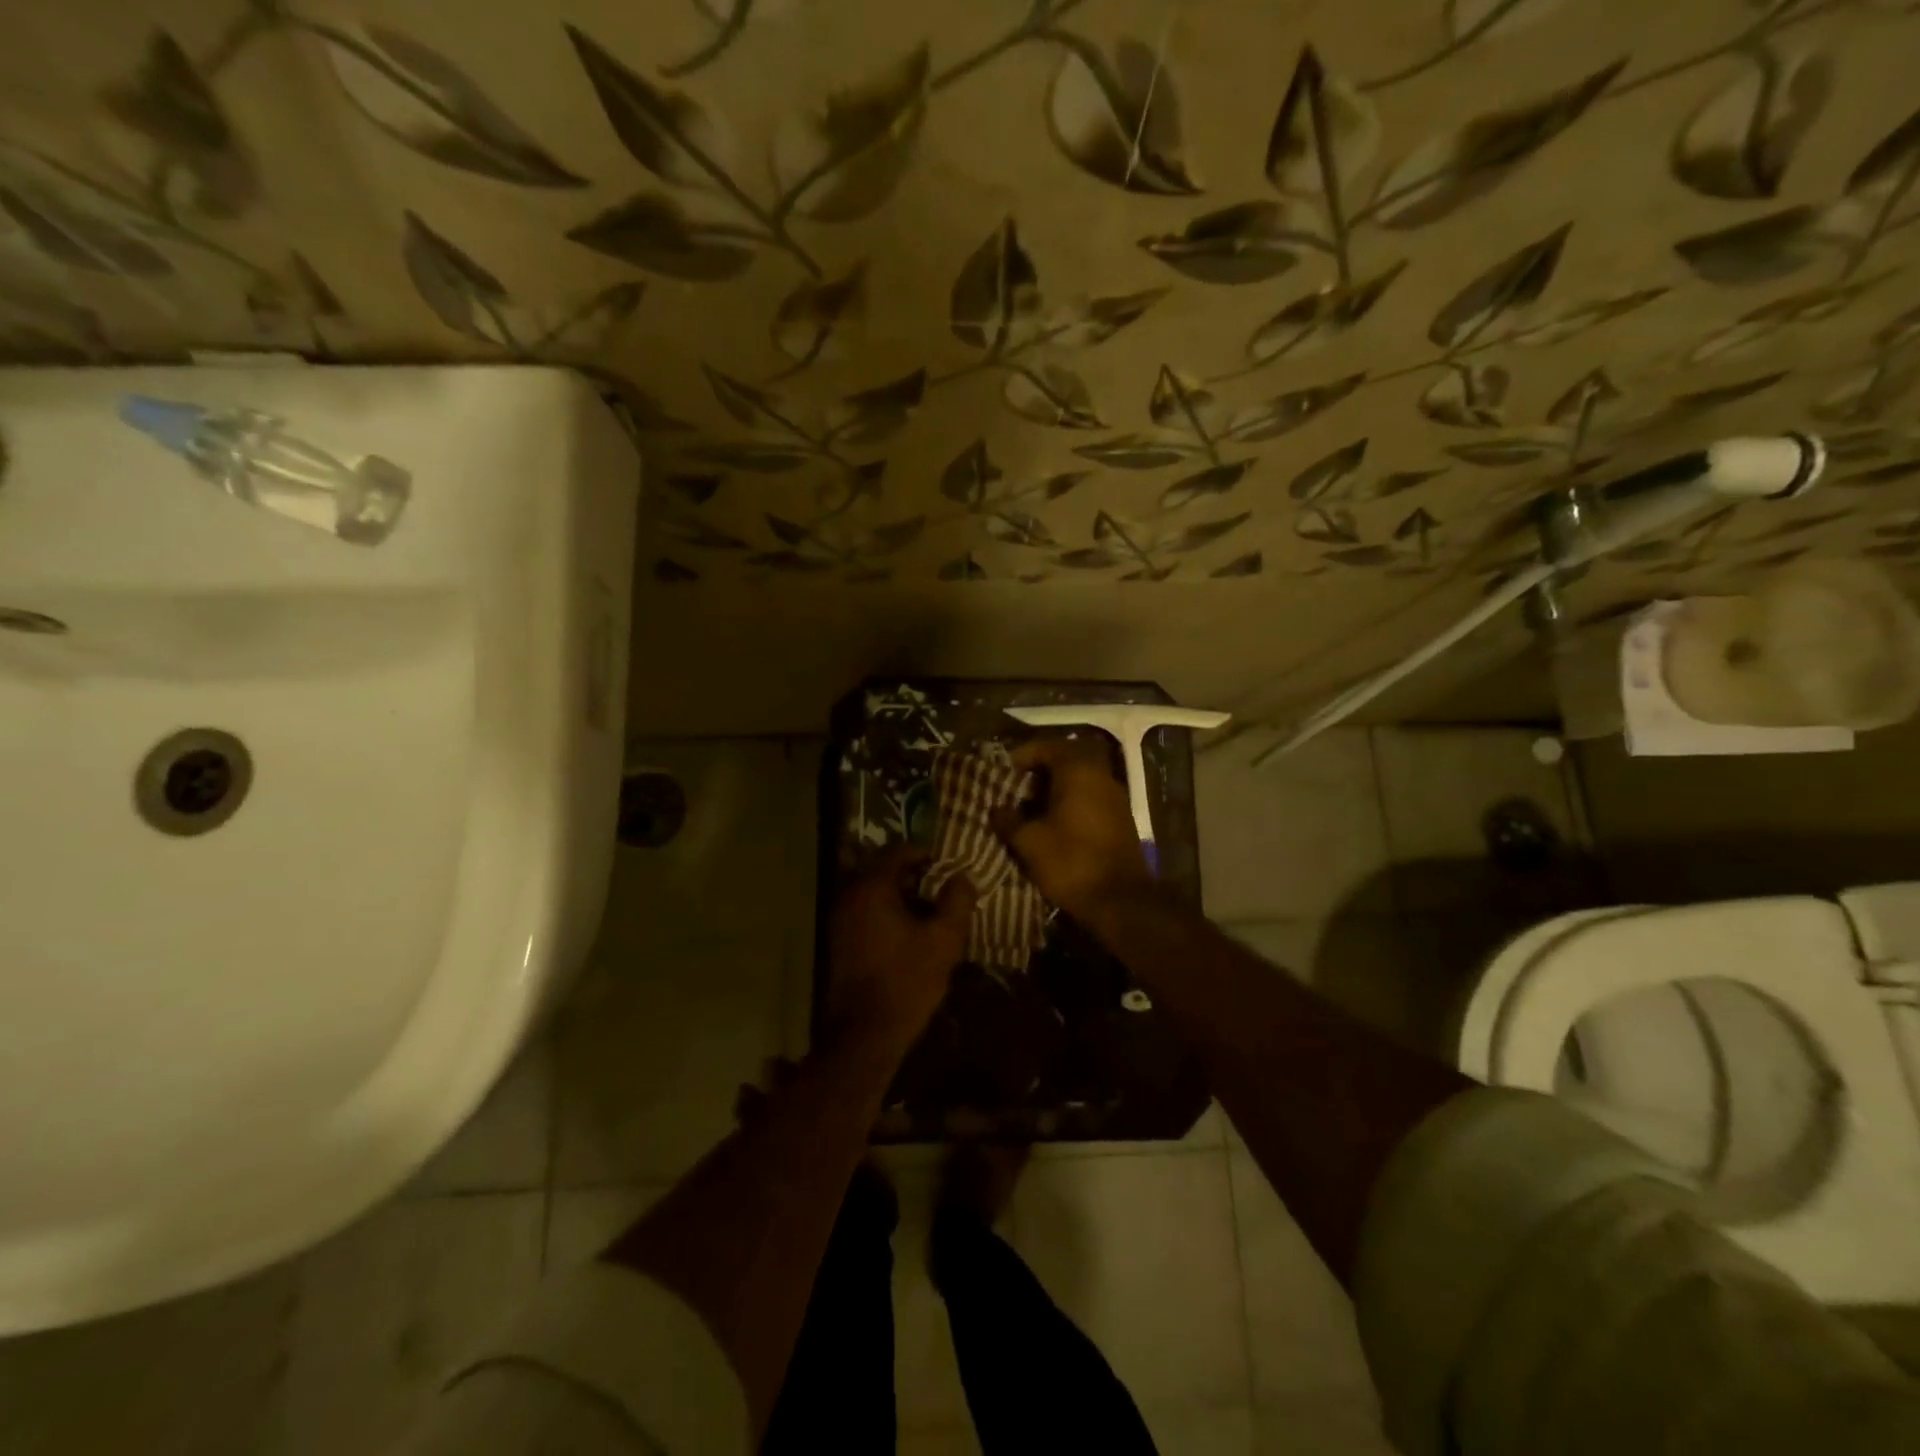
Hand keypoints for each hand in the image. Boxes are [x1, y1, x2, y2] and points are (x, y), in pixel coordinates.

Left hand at [827, 845, 975, 1055]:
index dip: (926, 853)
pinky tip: (910, 929)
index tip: (948, 866)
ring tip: (931, 909)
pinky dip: (887, 910)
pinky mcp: (839, 938)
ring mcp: (840, 917)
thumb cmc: (907, 980)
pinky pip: (866, 909)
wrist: (865, 1032)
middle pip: (884, 868)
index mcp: (871, 887)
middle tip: (942, 887)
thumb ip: (957, 901)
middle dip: (914, 873)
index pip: (898, 851)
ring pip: (874, 890)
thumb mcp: (944, 939)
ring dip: (901, 893)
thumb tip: (962, 877)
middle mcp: (849, 894)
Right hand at [991, 737, 1155, 920]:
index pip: (1047, 746)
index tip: (1003, 771)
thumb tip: (996, 808)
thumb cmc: (1071, 862)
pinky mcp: (1121, 819)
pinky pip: (1091, 798)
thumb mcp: (1029, 842)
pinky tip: (1053, 824)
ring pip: (1080, 780)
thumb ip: (1009, 820)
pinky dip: (1070, 803)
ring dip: (1055, 788)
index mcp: (1079, 771)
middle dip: (1039, 771)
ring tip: (1029, 807)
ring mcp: (1115, 797)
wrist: (1120, 901)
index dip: (1022, 755)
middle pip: (1066, 760)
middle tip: (1014, 787)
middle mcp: (1101, 776)